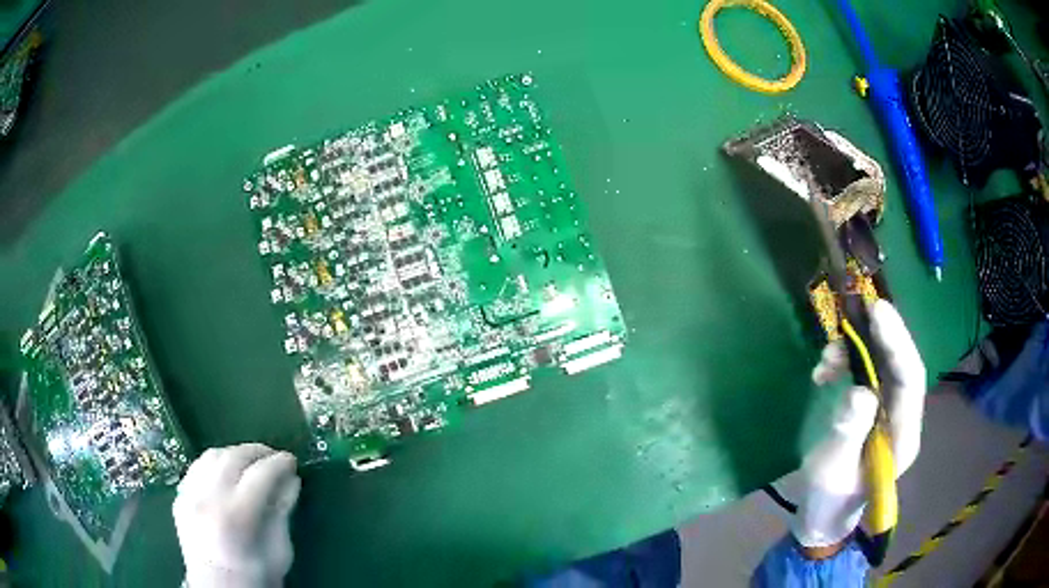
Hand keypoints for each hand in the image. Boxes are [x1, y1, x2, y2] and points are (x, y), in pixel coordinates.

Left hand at [173, 443, 301, 587]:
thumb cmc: (255, 578)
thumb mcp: (279, 552)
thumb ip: (282, 513)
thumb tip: (291, 481)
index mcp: (236, 517)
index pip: (259, 474)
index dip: (279, 463)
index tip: (292, 461)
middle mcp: (207, 499)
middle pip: (232, 457)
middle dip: (257, 451)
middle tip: (274, 457)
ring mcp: (189, 497)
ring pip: (211, 456)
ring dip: (234, 454)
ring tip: (251, 463)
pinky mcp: (179, 499)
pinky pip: (196, 469)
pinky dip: (214, 465)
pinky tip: (226, 474)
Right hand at [792, 300, 926, 549]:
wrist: (824, 515)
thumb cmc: (828, 498)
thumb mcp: (831, 470)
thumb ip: (847, 432)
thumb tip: (859, 391)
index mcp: (903, 437)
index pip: (910, 381)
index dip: (897, 343)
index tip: (878, 312)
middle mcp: (903, 418)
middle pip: (902, 365)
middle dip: (884, 334)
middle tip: (862, 307)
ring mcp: (890, 412)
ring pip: (885, 365)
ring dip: (859, 349)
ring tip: (828, 355)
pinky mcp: (875, 407)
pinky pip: (868, 373)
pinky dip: (848, 362)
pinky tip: (826, 369)